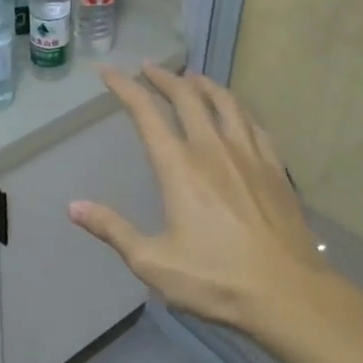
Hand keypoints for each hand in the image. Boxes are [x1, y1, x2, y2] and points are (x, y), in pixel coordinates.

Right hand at [69, 64, 344, 338]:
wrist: (288, 294)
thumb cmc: (216, 280)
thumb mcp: (152, 262)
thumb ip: (113, 229)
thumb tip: (74, 206)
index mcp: (179, 168)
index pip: (146, 114)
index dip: (125, 88)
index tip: (109, 72)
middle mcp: (213, 149)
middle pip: (187, 97)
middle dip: (164, 78)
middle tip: (149, 68)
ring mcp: (249, 155)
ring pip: (225, 103)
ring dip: (204, 85)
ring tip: (192, 77)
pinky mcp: (275, 168)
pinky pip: (254, 124)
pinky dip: (237, 108)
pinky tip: (236, 112)